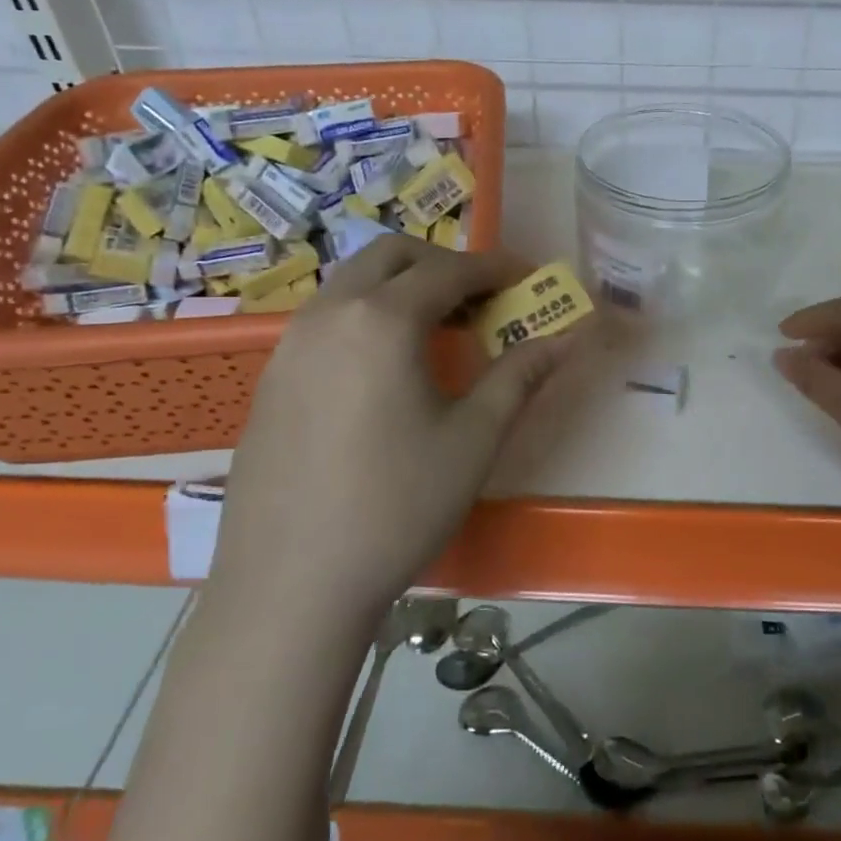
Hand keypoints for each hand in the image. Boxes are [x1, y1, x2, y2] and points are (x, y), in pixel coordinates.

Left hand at [214, 237, 581, 623]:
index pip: (449, 270)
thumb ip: (522, 374)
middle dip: (444, 263)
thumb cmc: (397, 506)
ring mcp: (290, 344)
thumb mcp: (474, 439)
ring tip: (441, 330)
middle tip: (482, 299)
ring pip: (353, 282)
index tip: (528, 277)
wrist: (291, 585)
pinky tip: (388, 368)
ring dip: (402, 286)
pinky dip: (368, 314)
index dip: (495, 268)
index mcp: (382, 321)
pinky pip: (327, 317)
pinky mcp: (271, 378)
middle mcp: (329, 314)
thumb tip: (570, 334)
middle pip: (392, 255)